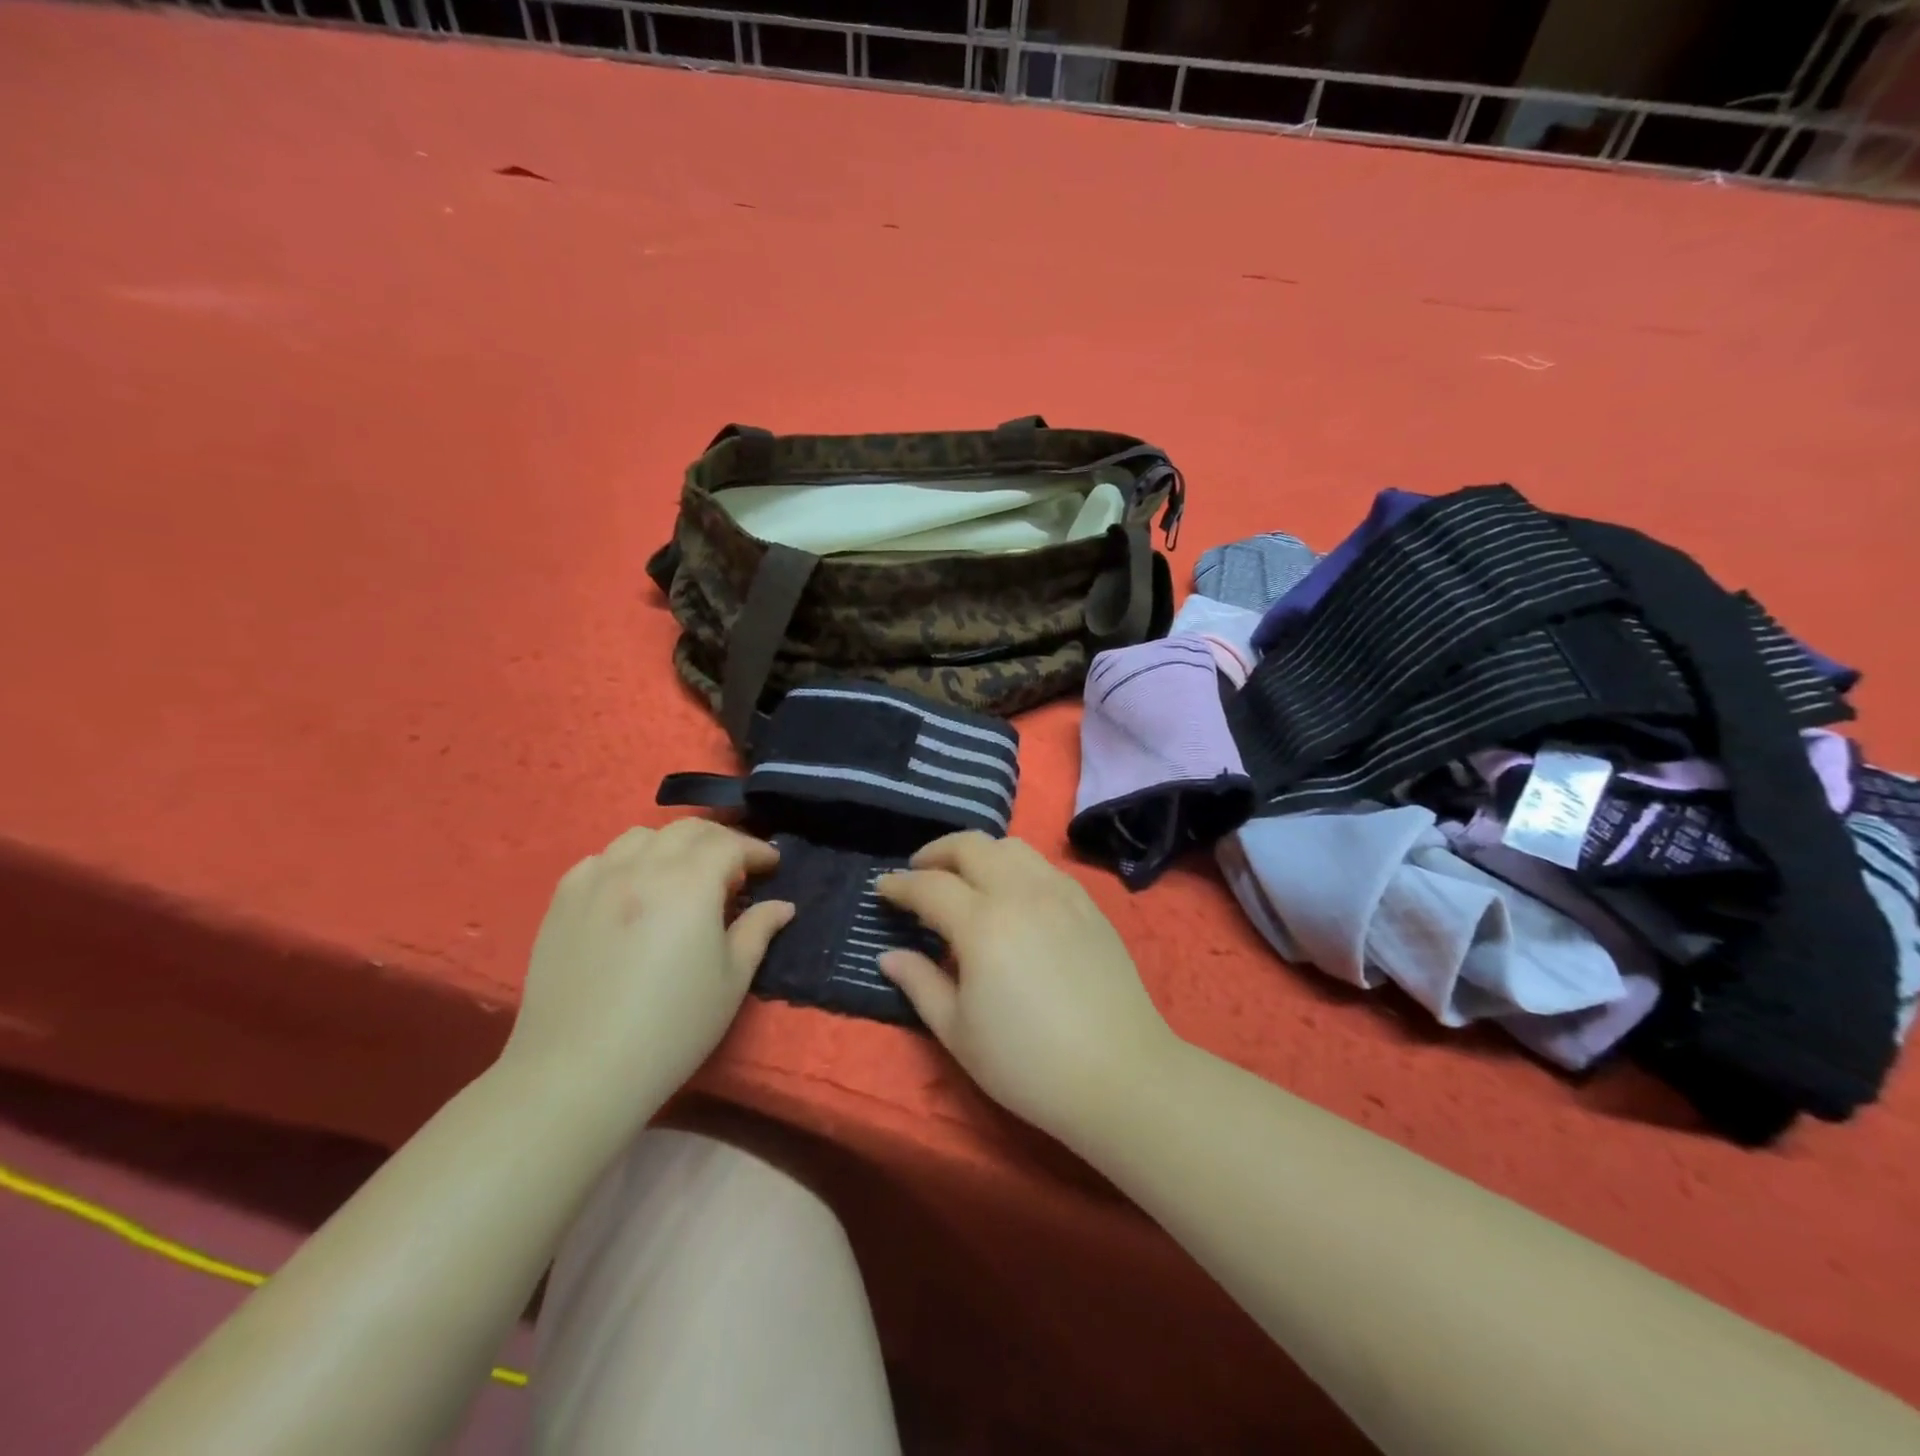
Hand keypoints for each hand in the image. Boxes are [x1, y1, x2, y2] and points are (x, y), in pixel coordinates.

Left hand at [501, 819, 793, 1106]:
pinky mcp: (562, 901)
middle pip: (687, 830)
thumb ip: (758, 931)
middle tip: (735, 864)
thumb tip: (781, 905)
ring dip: (672, 844)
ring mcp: (596, 880)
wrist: (580, 1071)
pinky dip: (627, 861)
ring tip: (682, 872)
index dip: (756, 850)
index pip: (730, 845)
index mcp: (690, 884)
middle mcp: (642, 867)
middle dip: (719, 839)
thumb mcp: (731, 980)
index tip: (772, 865)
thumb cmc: (672, 1028)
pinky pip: (600, 859)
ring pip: (640, 836)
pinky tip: (632, 888)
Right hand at [876, 833, 1176, 1140]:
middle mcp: (1021, 893)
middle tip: (919, 873)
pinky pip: (1044, 866)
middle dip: (937, 852)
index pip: (930, 886)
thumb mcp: (959, 1033)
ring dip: (979, 853)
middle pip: (972, 846)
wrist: (1120, 1075)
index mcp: (982, 924)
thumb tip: (889, 955)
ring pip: (1012, 847)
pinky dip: (1016, 867)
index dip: (900, 885)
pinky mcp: (1089, 904)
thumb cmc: (1028, 1064)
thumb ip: (920, 984)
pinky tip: (1013, 896)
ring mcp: (1060, 893)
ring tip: (965, 879)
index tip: (882, 888)